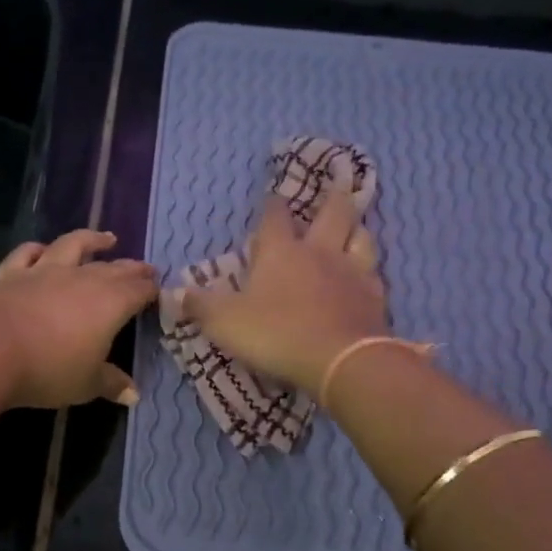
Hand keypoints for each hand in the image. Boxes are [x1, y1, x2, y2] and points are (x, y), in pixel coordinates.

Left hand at [0, 229, 158, 408]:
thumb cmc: (49, 370)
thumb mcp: (87, 384)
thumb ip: (111, 383)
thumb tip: (134, 394)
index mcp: (110, 303)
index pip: (138, 291)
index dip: (151, 290)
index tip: (159, 290)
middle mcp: (82, 279)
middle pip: (113, 268)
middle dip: (132, 268)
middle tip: (145, 268)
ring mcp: (45, 271)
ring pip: (73, 246)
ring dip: (91, 240)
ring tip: (106, 239)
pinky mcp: (12, 273)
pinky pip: (27, 253)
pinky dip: (38, 248)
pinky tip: (43, 249)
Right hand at [182, 183, 387, 390]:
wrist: (340, 361)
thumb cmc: (276, 333)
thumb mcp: (225, 322)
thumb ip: (200, 306)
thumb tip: (176, 293)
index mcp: (281, 251)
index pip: (275, 217)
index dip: (272, 205)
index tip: (273, 197)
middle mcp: (320, 252)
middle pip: (333, 213)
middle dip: (331, 199)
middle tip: (335, 189)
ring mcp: (353, 273)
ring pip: (362, 238)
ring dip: (357, 230)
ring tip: (354, 230)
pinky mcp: (376, 298)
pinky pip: (375, 276)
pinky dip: (370, 272)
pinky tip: (366, 279)